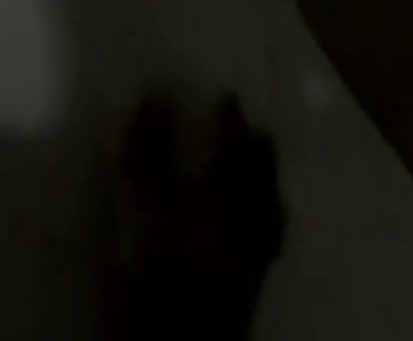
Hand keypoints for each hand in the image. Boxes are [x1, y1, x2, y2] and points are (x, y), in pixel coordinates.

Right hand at [114, 93, 283, 339]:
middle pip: (260, 180)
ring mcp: (255, 255)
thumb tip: (158, 96)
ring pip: (271, 211)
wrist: (178, 335)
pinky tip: (270, 216)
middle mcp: (246, 220)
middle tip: (260, 128)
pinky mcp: (254, 283)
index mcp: (221, 193)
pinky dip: (273, 219)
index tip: (230, 95)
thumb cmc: (155, 255)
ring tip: (269, 165)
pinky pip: (272, 240)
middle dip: (260, 152)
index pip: (232, 148)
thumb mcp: (139, 192)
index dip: (231, 121)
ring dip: (271, 183)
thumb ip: (148, 144)